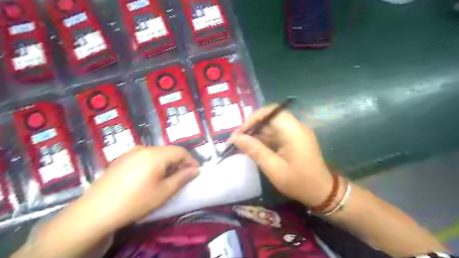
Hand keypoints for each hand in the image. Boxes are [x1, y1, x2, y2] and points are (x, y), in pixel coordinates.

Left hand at [78, 146, 198, 229]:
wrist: (95, 211)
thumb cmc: (135, 201)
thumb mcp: (164, 192)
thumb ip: (182, 178)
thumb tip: (195, 170)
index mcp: (155, 154)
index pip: (180, 151)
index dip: (191, 160)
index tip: (195, 172)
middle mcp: (143, 148)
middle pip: (168, 151)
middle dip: (178, 163)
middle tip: (182, 177)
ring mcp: (130, 152)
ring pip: (156, 154)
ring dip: (166, 163)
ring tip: (166, 179)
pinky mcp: (121, 159)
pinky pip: (144, 157)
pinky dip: (153, 164)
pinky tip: (149, 178)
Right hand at [231, 105, 331, 206]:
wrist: (322, 192)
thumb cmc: (299, 182)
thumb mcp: (273, 168)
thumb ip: (255, 150)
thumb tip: (236, 138)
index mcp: (293, 131)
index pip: (270, 112)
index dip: (252, 119)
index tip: (239, 133)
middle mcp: (295, 127)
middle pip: (269, 117)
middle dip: (252, 126)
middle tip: (237, 139)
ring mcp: (295, 132)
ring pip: (271, 125)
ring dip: (257, 133)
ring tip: (242, 144)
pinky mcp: (294, 139)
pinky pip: (276, 133)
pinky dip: (264, 138)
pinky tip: (254, 147)